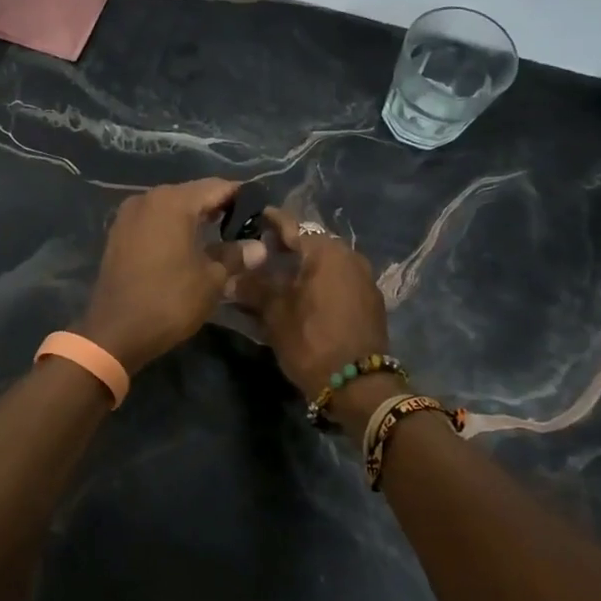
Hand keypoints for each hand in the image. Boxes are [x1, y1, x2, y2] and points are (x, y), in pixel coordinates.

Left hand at [76, 178, 259, 374]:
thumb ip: (235, 255)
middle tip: (243, 228)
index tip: (261, 213)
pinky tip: (187, 247)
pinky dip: (172, 228)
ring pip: (171, 207)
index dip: (242, 198)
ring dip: (194, 218)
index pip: (218, 187)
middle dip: (218, 207)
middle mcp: (148, 198)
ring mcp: (128, 215)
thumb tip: (259, 247)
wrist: (115, 331)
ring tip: (219, 238)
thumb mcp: (211, 279)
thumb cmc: (169, 300)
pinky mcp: (118, 233)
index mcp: (173, 201)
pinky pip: (153, 221)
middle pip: (193, 194)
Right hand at [230, 209, 393, 438]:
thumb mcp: (275, 313)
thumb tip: (230, 276)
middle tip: (262, 249)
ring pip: (326, 261)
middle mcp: (349, 256)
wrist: (358, 385)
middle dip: (287, 245)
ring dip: (304, 264)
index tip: (255, 215)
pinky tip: (303, 293)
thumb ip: (253, 287)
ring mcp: (364, 278)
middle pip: (312, 242)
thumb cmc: (311, 340)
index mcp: (326, 251)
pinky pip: (339, 279)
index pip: (292, 226)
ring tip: (279, 274)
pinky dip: (320, 280)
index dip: (271, 221)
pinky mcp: (370, 300)